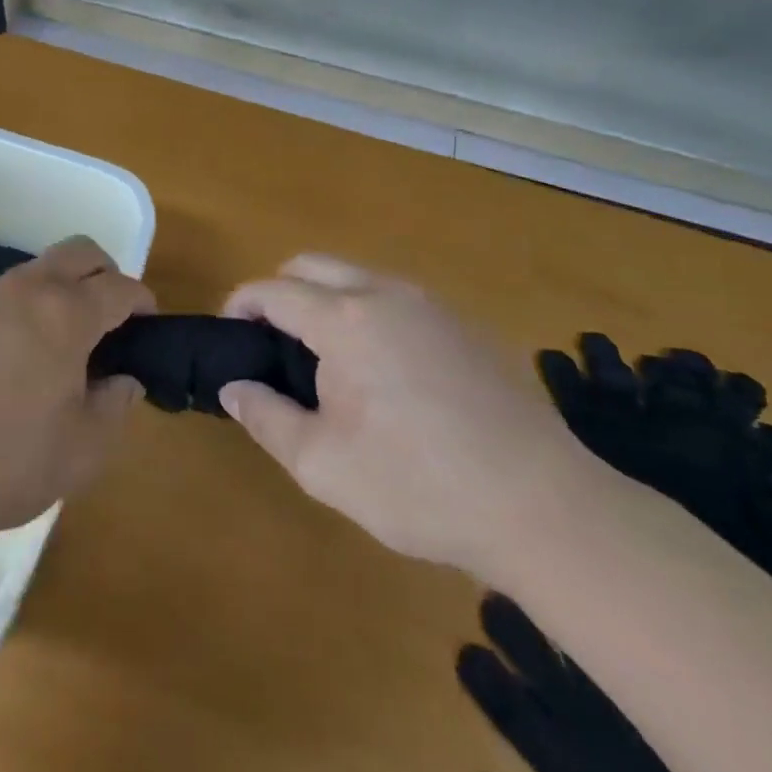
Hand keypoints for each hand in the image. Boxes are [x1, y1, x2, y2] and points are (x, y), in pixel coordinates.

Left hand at [0, 236, 153, 547]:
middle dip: (105, 272)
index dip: (142, 300)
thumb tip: (124, 379)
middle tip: (112, 318)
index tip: (149, 323)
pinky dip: (26, 306)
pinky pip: (3, 293)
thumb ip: (115, 406)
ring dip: (62, 288)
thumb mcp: (83, 449)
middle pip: (79, 251)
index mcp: (66, 313)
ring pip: (38, 269)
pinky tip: (17, 355)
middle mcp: (26, 290)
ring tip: (63, 342)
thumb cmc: (6, 460)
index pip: (119, 286)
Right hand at [221, 255, 593, 577]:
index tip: (227, 334)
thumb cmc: (419, 486)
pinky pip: (394, 298)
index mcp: (345, 320)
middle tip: (270, 343)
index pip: (273, 289)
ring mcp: (430, 304)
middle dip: (279, 291)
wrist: (544, 507)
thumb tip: (233, 386)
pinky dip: (366, 313)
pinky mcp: (463, 324)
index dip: (240, 304)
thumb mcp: (322, 465)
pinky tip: (381, 372)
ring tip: (323, 361)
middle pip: (312, 265)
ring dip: (324, 300)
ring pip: (356, 277)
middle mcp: (385, 294)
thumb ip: (265, 417)